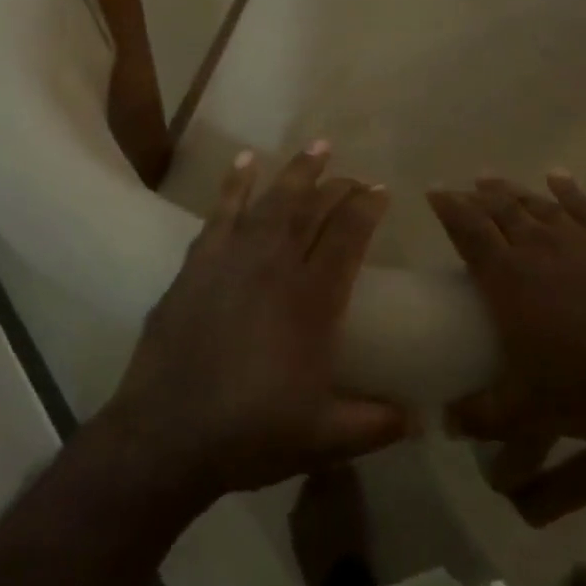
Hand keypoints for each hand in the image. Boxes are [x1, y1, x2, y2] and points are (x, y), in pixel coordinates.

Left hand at [102, 143, 414, 503]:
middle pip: (314, 209)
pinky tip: (245, 161)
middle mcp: (277, 266)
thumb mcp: (324, 438)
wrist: (165, 437)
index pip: (349, 234)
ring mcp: (234, 259)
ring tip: (318, 147)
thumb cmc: (251, 434)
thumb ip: (375, 425)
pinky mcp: (198, 264)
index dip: (368, 207)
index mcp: (313, 299)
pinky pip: (221, 211)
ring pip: (273, 201)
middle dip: (339, 186)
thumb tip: (420, 422)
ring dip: (298, 171)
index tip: (382, 192)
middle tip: (355, 177)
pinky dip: (235, 183)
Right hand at [428, 174, 585, 442]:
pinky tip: (556, 177)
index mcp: (507, 278)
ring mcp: (579, 237)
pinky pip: (584, 205)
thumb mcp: (525, 412)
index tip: (433, 192)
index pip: (468, 230)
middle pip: (500, 208)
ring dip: (512, 190)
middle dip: (478, 196)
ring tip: (495, 180)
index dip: (448, 207)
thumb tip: (444, 422)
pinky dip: (566, 189)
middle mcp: (537, 245)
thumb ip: (480, 415)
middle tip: (464, 188)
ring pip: (536, 202)